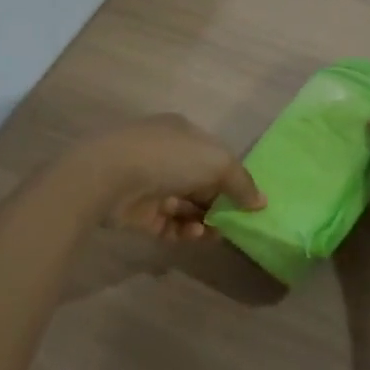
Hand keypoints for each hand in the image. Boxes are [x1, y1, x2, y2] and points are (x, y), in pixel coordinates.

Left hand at [82, 114, 264, 242]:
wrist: (109, 177)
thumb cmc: (168, 158)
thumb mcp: (217, 163)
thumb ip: (242, 183)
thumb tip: (260, 202)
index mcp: (183, 133)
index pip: (214, 156)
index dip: (233, 178)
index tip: (249, 202)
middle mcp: (166, 155)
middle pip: (201, 183)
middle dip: (220, 203)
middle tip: (235, 224)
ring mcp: (149, 184)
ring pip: (185, 206)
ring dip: (204, 220)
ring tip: (215, 233)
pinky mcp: (138, 212)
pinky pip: (168, 224)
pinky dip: (184, 231)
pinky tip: (194, 235)